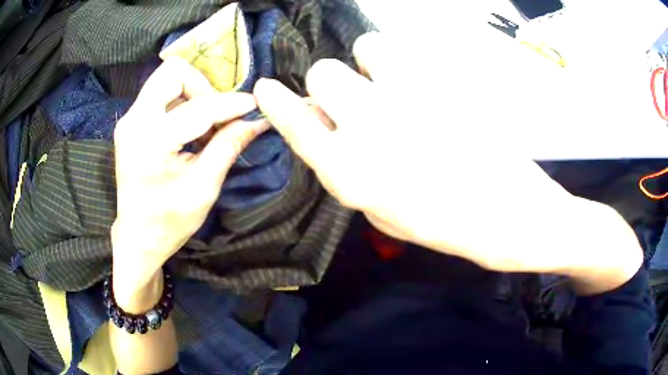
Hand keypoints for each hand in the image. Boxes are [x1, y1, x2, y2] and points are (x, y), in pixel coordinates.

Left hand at [112, 58, 267, 300]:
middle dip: (202, 86)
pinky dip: (181, 102)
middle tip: (217, 114)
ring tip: (205, 124)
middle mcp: (134, 120)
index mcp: (151, 140)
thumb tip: (258, 121)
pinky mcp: (131, 122)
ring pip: (166, 79)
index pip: (198, 107)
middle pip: (173, 72)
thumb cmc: (169, 221)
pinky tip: (190, 127)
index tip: (254, 106)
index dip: (231, 104)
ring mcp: (129, 119)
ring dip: (192, 94)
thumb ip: (228, 147)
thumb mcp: (203, 188)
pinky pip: (160, 94)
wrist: (137, 237)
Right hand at [254, 32, 641, 292]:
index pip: (297, 125)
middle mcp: (370, 129)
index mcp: (353, 173)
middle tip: (358, 99)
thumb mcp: (386, 215)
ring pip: (362, 50)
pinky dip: (400, 62)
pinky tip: (420, 84)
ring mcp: (407, 98)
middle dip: (333, 84)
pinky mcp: (441, 82)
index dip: (279, 104)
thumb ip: (352, 169)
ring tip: (395, 86)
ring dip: (369, 66)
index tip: (265, 88)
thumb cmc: (449, 226)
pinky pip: (402, 50)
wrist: (510, 215)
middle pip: (324, 73)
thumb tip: (336, 131)